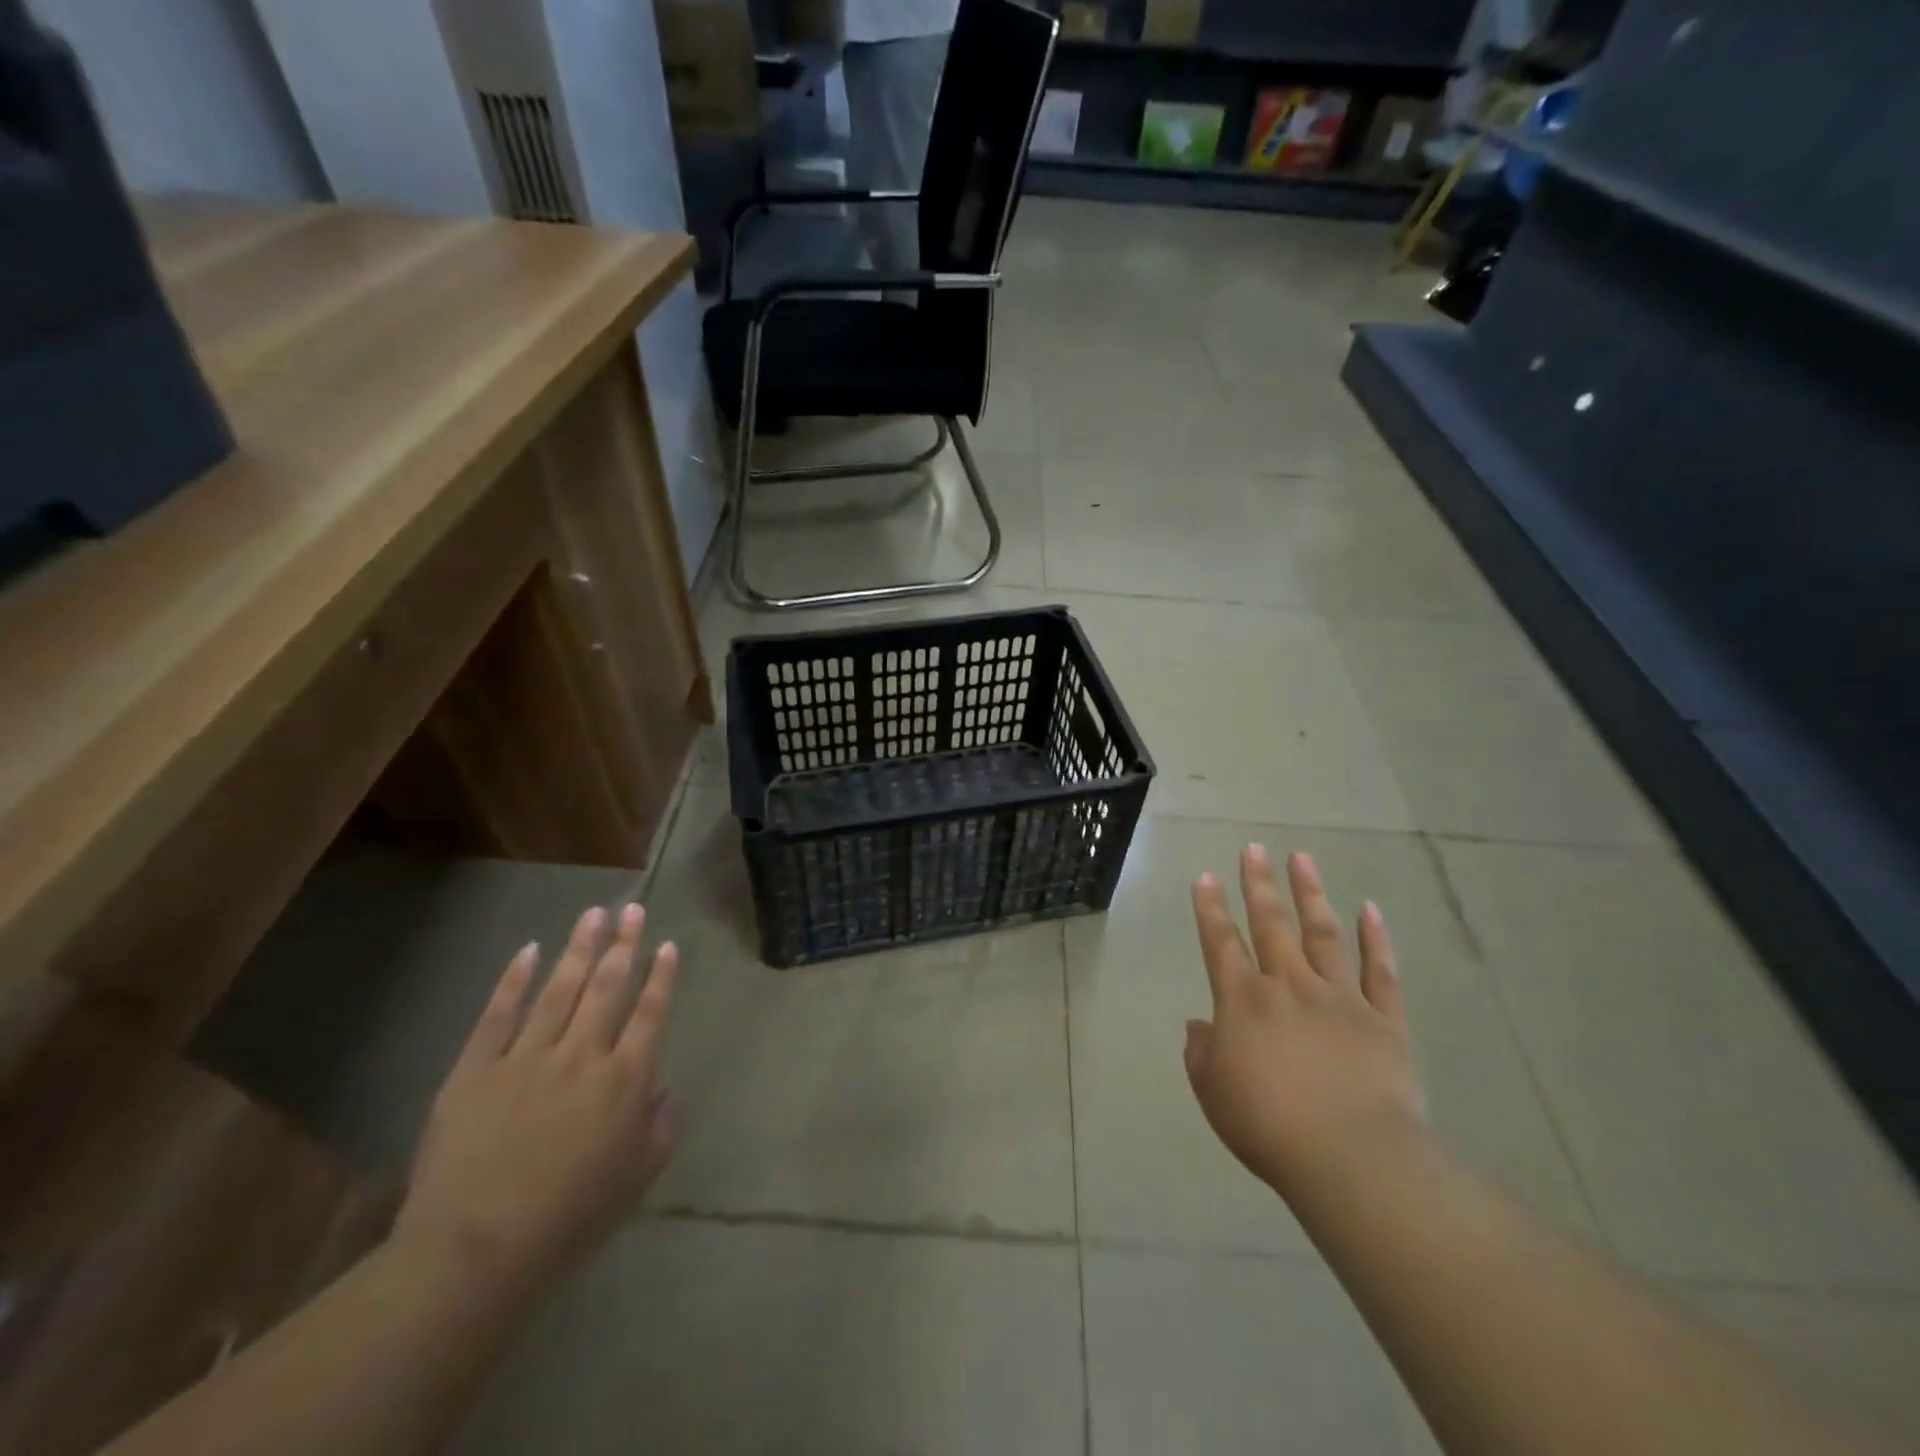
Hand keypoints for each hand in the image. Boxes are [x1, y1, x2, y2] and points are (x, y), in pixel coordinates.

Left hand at [394, 904, 678, 1290]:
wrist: (476, 1252)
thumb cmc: (570, 1218)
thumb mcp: (638, 1178)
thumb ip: (660, 1126)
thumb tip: (662, 1089)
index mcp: (626, 1080)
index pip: (651, 1013)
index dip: (661, 976)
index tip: (667, 945)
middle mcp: (583, 1055)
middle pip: (608, 987)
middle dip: (623, 945)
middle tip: (632, 909)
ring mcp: (527, 1057)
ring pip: (560, 989)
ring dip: (579, 948)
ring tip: (593, 914)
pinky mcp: (476, 1069)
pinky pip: (498, 1014)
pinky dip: (514, 980)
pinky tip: (529, 950)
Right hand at [1185, 845, 1427, 1206]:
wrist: (1351, 1158)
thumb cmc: (1268, 1126)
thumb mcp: (1213, 1092)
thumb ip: (1202, 1052)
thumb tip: (1200, 1025)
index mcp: (1243, 1001)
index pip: (1220, 943)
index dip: (1210, 909)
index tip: (1206, 876)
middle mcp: (1288, 986)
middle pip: (1270, 924)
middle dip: (1258, 884)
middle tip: (1253, 848)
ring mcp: (1340, 998)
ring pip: (1322, 934)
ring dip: (1310, 894)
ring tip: (1301, 859)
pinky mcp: (1383, 1020)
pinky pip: (1379, 972)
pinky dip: (1376, 940)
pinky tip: (1370, 909)